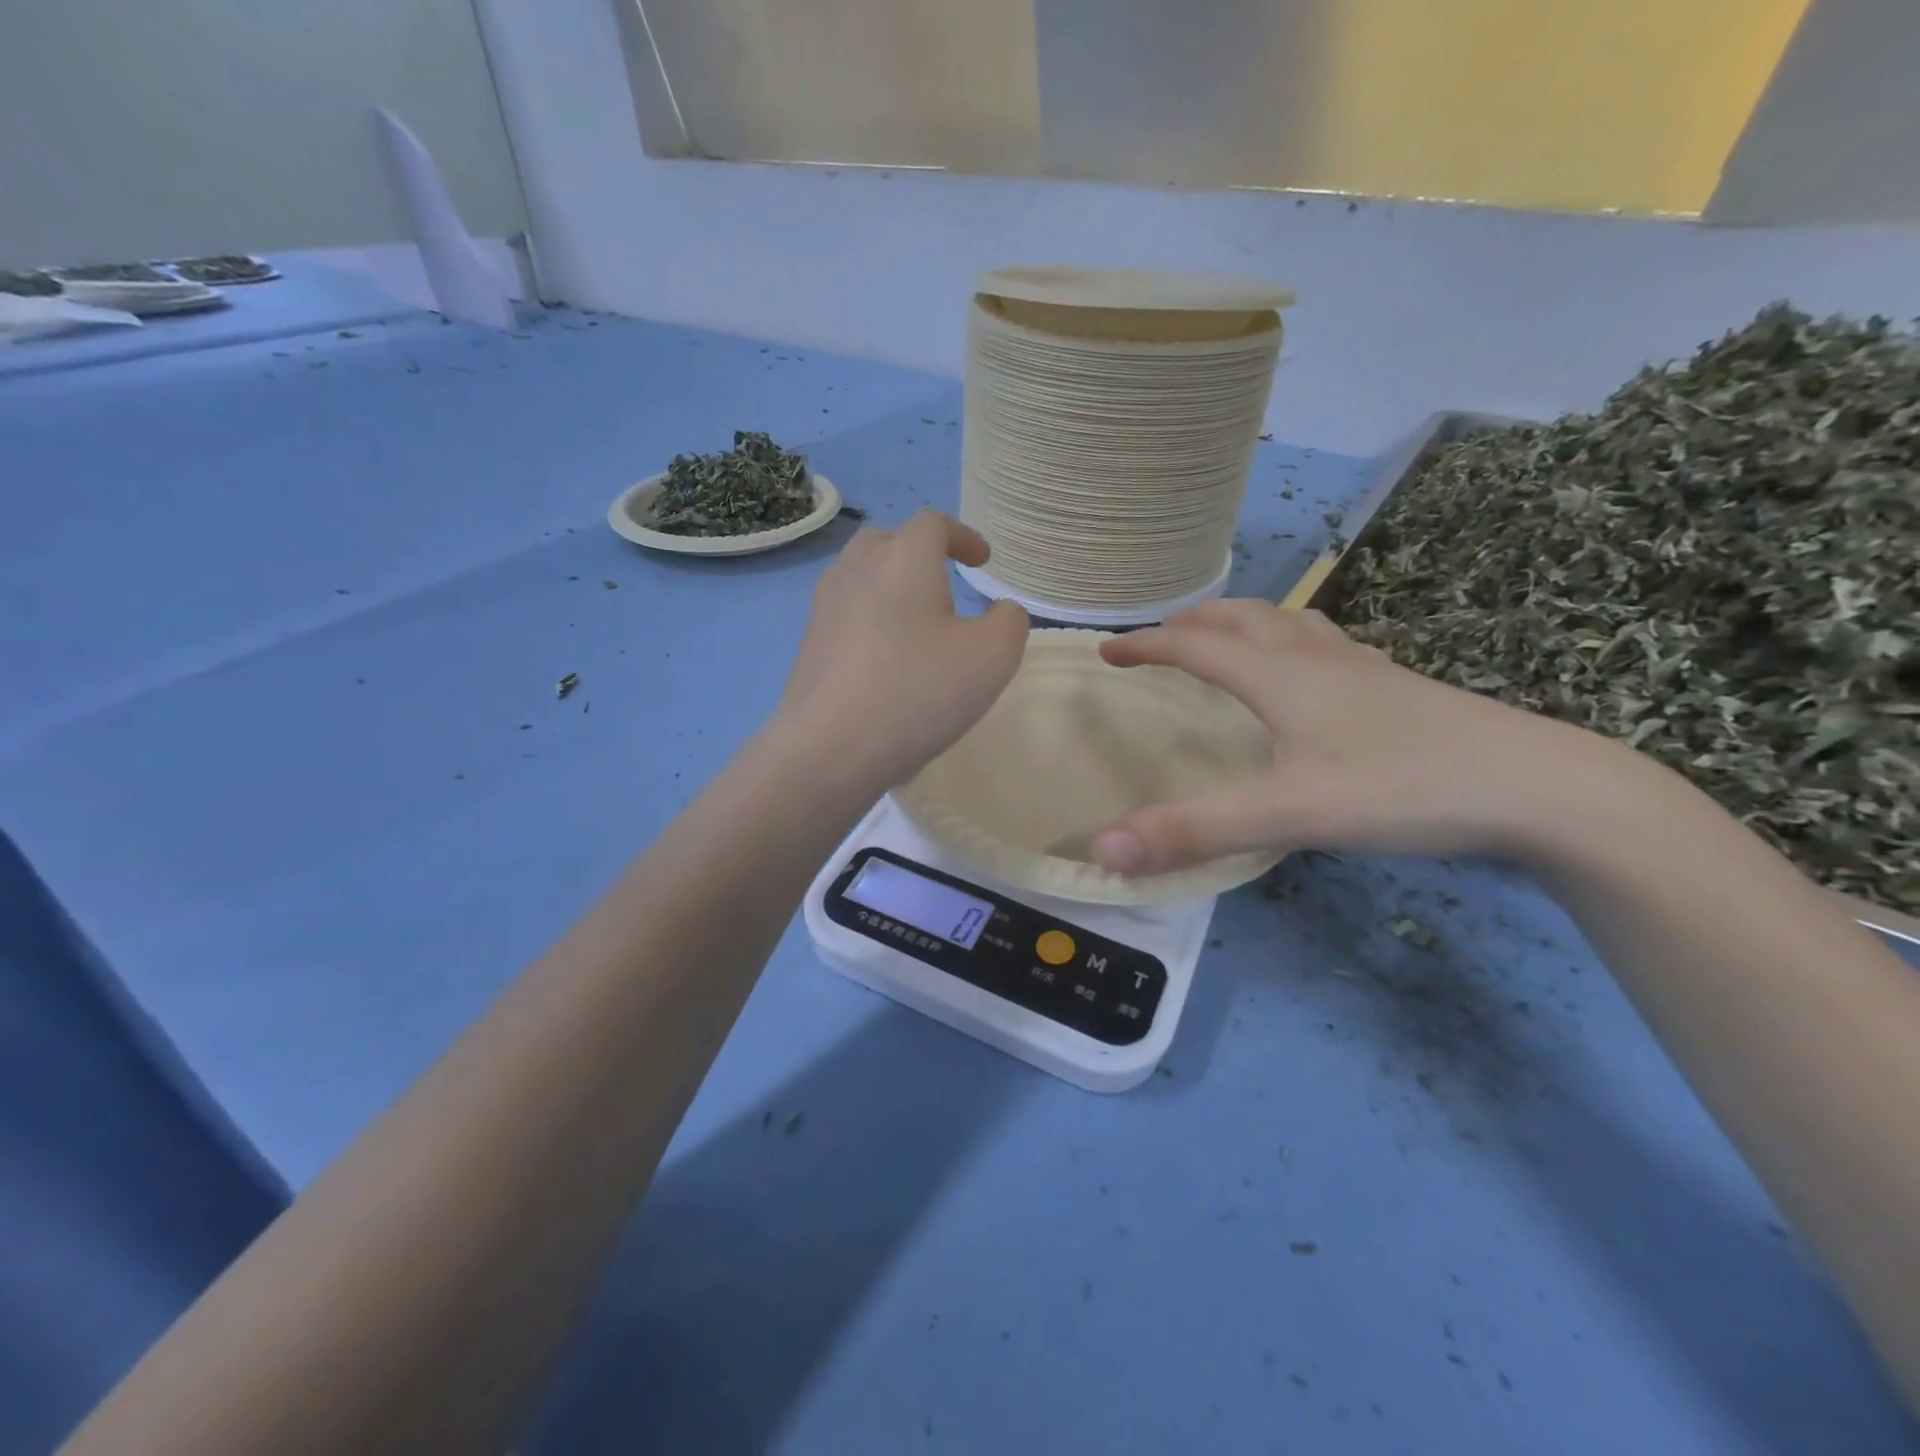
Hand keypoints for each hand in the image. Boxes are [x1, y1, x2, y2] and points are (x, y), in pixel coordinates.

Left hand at [775, 511, 1028, 787]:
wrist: (830, 746)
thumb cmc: (918, 691)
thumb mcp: (993, 657)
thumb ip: (1010, 622)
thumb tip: (1001, 611)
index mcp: (903, 558)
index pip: (933, 523)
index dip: (962, 536)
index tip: (981, 561)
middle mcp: (857, 568)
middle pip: (889, 542)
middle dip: (920, 555)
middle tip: (944, 584)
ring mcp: (825, 606)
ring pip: (861, 577)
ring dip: (892, 587)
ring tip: (916, 623)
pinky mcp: (808, 643)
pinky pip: (846, 614)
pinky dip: (871, 620)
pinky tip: (886, 660)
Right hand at [1088, 600, 1620, 874]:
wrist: (1542, 787)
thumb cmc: (1405, 789)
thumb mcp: (1289, 815)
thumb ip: (1194, 831)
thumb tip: (1102, 849)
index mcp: (1281, 676)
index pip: (1195, 646)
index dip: (1146, 645)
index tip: (1107, 651)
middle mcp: (1317, 658)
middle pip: (1241, 618)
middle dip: (1191, 622)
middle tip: (1159, 640)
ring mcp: (1363, 669)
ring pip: (1286, 624)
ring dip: (1240, 623)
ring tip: (1222, 642)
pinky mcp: (1396, 687)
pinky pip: (1324, 645)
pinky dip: (1288, 642)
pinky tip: (1306, 674)